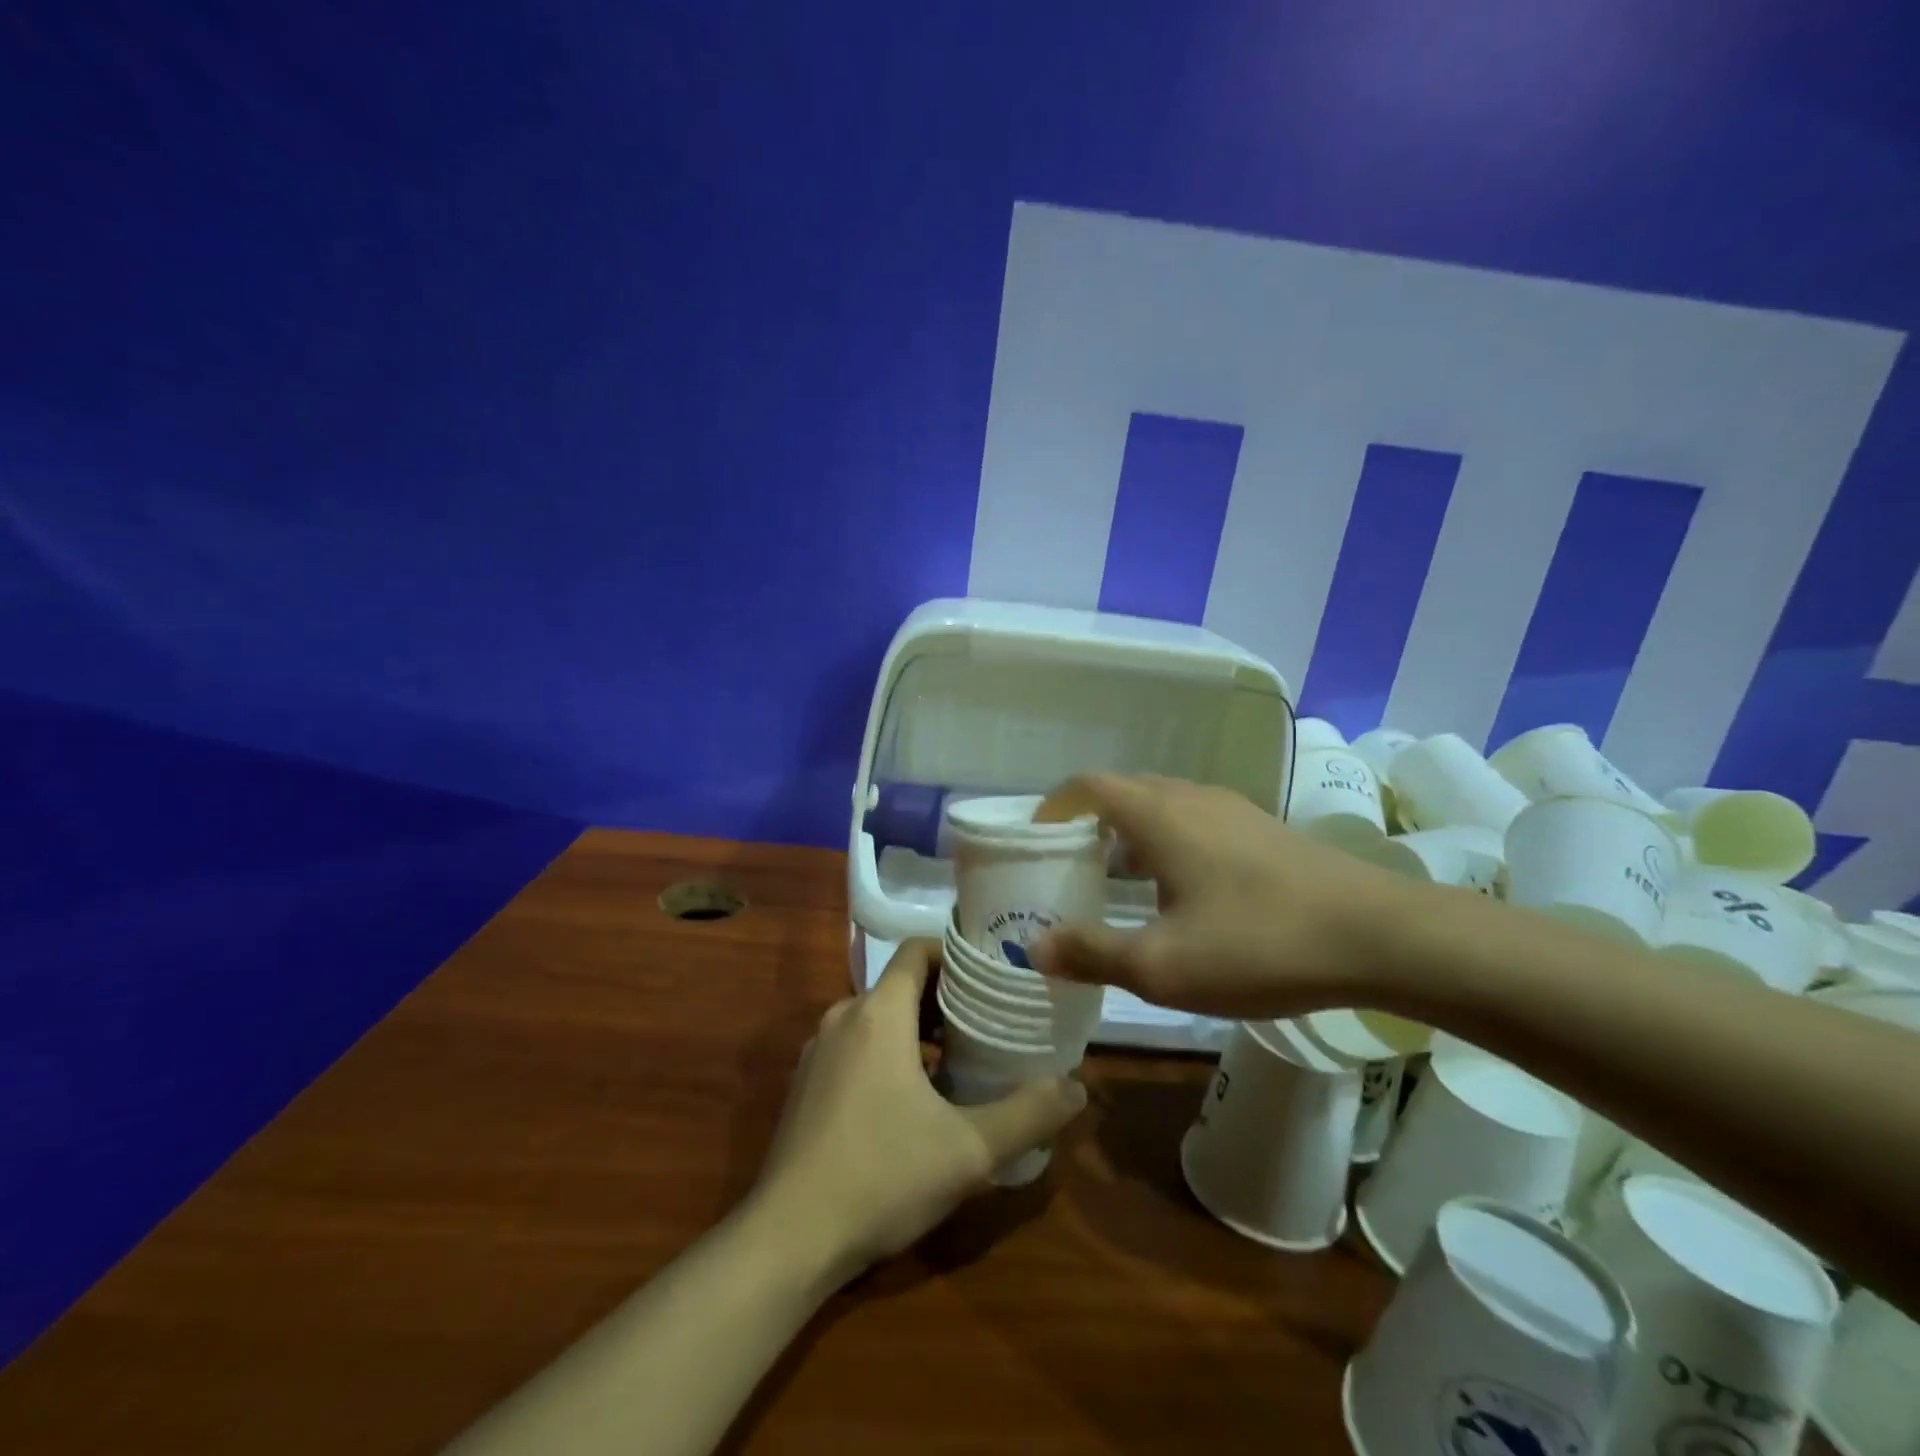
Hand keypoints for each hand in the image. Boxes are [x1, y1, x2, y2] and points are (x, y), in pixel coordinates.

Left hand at [749, 940, 1087, 1286]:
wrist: (788, 1239)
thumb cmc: (882, 1176)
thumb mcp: (969, 1150)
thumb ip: (1029, 1114)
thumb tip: (1077, 1087)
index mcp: (878, 1013)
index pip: (918, 950)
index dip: (957, 955)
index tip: (994, 976)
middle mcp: (843, 1017)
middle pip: (901, 984)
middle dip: (947, 997)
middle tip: (991, 1021)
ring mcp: (818, 1051)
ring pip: (878, 1017)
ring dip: (919, 1029)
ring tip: (962, 1059)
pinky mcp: (807, 1084)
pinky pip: (857, 1046)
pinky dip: (890, 1052)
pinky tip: (915, 1099)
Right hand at [1033, 773, 1408, 1017]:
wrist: (1382, 936)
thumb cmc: (1259, 944)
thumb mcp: (1162, 966)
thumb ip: (1092, 953)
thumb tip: (1032, 948)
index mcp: (1158, 815)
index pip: (1087, 786)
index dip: (1054, 808)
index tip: (1038, 843)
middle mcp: (1191, 797)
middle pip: (1123, 792)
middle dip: (1088, 824)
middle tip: (1071, 869)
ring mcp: (1233, 810)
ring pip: (1162, 807)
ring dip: (1129, 835)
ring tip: (1119, 884)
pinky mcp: (1264, 830)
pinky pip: (1195, 822)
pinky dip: (1167, 844)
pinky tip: (1182, 895)